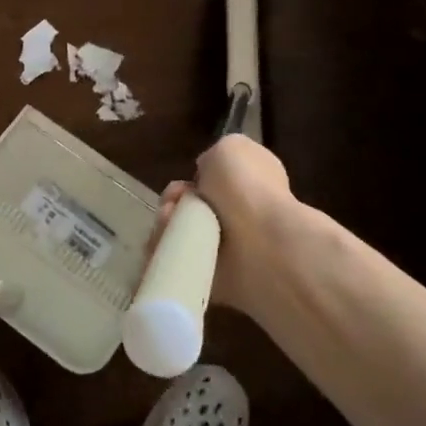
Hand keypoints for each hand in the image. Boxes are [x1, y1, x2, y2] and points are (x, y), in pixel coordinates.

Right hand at [159, 134, 294, 310]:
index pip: (216, 180)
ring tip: (171, 222)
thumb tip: (205, 178)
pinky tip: (168, 243)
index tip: (192, 178)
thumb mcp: (232, 148)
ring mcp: (225, 248)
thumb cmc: (248, 188)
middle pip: (190, 206)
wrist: (261, 245)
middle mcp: (240, 215)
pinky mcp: (209, 277)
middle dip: (173, 201)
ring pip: (178, 231)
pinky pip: (175, 260)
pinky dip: (164, 251)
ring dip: (167, 224)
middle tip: (173, 202)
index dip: (197, 177)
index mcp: (254, 184)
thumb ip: (216, 157)